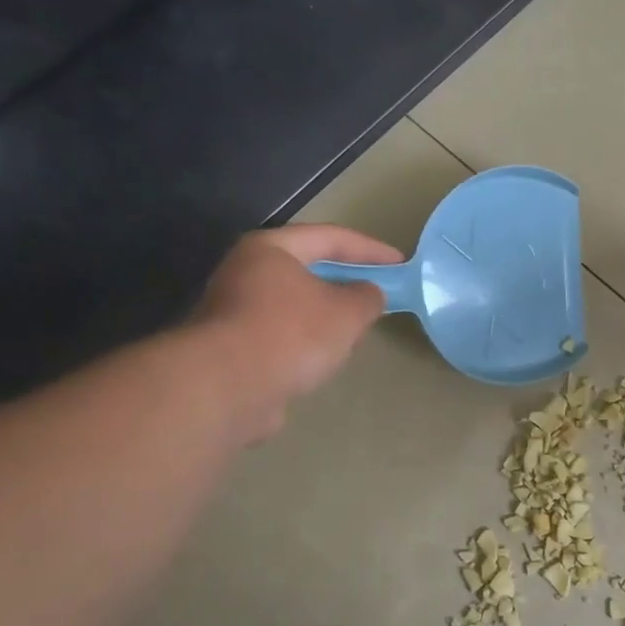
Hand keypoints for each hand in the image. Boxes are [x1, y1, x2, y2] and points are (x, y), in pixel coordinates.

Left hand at [190, 225, 403, 442]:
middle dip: (345, 283)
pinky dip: (306, 344)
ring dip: (326, 317)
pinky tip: (324, 362)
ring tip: (355, 333)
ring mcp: (233, 312)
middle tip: (376, 296)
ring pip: (294, 307)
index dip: (370, 249)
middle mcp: (245, 272)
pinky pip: (281, 337)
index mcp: (271, 249)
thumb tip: (368, 295)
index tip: (400, 264)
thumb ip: (367, 297)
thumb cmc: (291, 333)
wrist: (225, 388)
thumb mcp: (347, 311)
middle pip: (307, 270)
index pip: (330, 237)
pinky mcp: (230, 350)